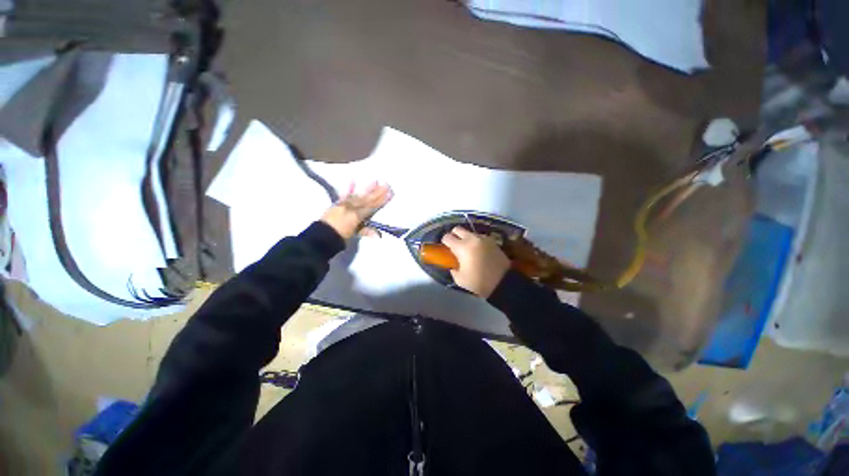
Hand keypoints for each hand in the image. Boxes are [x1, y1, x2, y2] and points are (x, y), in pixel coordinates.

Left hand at [321, 182, 392, 239]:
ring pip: (358, 195)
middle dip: (377, 192)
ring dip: (367, 188)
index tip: (389, 193)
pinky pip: (344, 195)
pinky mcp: (338, 203)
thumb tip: (378, 235)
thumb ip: (366, 231)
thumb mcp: (354, 234)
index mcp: (356, 215)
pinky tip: (352, 180)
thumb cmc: (340, 236)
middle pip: (367, 199)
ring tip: (375, 181)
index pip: (372, 206)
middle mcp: (351, 207)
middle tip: (386, 184)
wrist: (322, 235)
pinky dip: (349, 188)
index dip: (381, 200)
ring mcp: (344, 204)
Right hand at [441, 226, 509, 297]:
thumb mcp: (460, 279)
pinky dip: (476, 241)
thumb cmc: (479, 282)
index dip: (444, 241)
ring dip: (466, 238)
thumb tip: (452, 265)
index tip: (445, 248)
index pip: (447, 237)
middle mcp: (471, 239)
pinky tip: (478, 250)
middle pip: (457, 229)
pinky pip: (480, 237)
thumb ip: (453, 269)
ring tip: (468, 248)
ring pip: (470, 232)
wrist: (503, 282)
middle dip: (454, 235)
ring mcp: (483, 238)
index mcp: (461, 247)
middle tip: (455, 245)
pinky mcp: (492, 241)